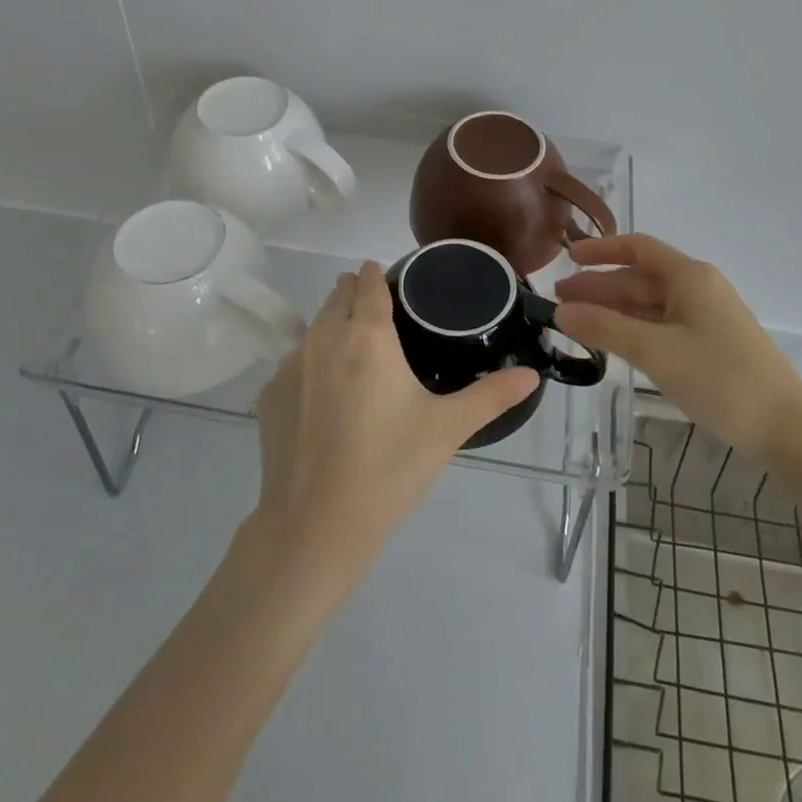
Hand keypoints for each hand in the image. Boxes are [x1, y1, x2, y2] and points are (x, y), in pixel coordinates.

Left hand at [251, 262, 538, 592]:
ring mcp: (289, 364)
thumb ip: (491, 396)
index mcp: (367, 335)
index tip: (392, 282)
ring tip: (355, 356)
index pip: (368, 282)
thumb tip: (532, 375)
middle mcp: (323, 337)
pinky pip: (293, 362)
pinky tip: (324, 399)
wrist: (315, 525)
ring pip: (313, 327)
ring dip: (331, 327)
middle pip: (337, 296)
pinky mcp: (269, 394)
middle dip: (355, 295)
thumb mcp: (447, 429)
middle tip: (380, 319)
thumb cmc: (389, 467)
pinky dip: (310, 365)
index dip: (378, 276)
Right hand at [554, 234, 801, 455]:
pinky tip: (611, 341)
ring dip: (612, 310)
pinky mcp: (709, 344)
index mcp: (689, 276)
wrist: (785, 427)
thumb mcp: (655, 351)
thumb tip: (561, 312)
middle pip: (639, 278)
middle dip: (599, 286)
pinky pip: (661, 325)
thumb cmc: (720, 378)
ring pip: (648, 304)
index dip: (601, 251)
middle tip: (558, 299)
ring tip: (575, 321)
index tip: (567, 259)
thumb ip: (605, 328)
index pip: (638, 248)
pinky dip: (632, 328)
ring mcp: (705, 318)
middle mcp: (697, 289)